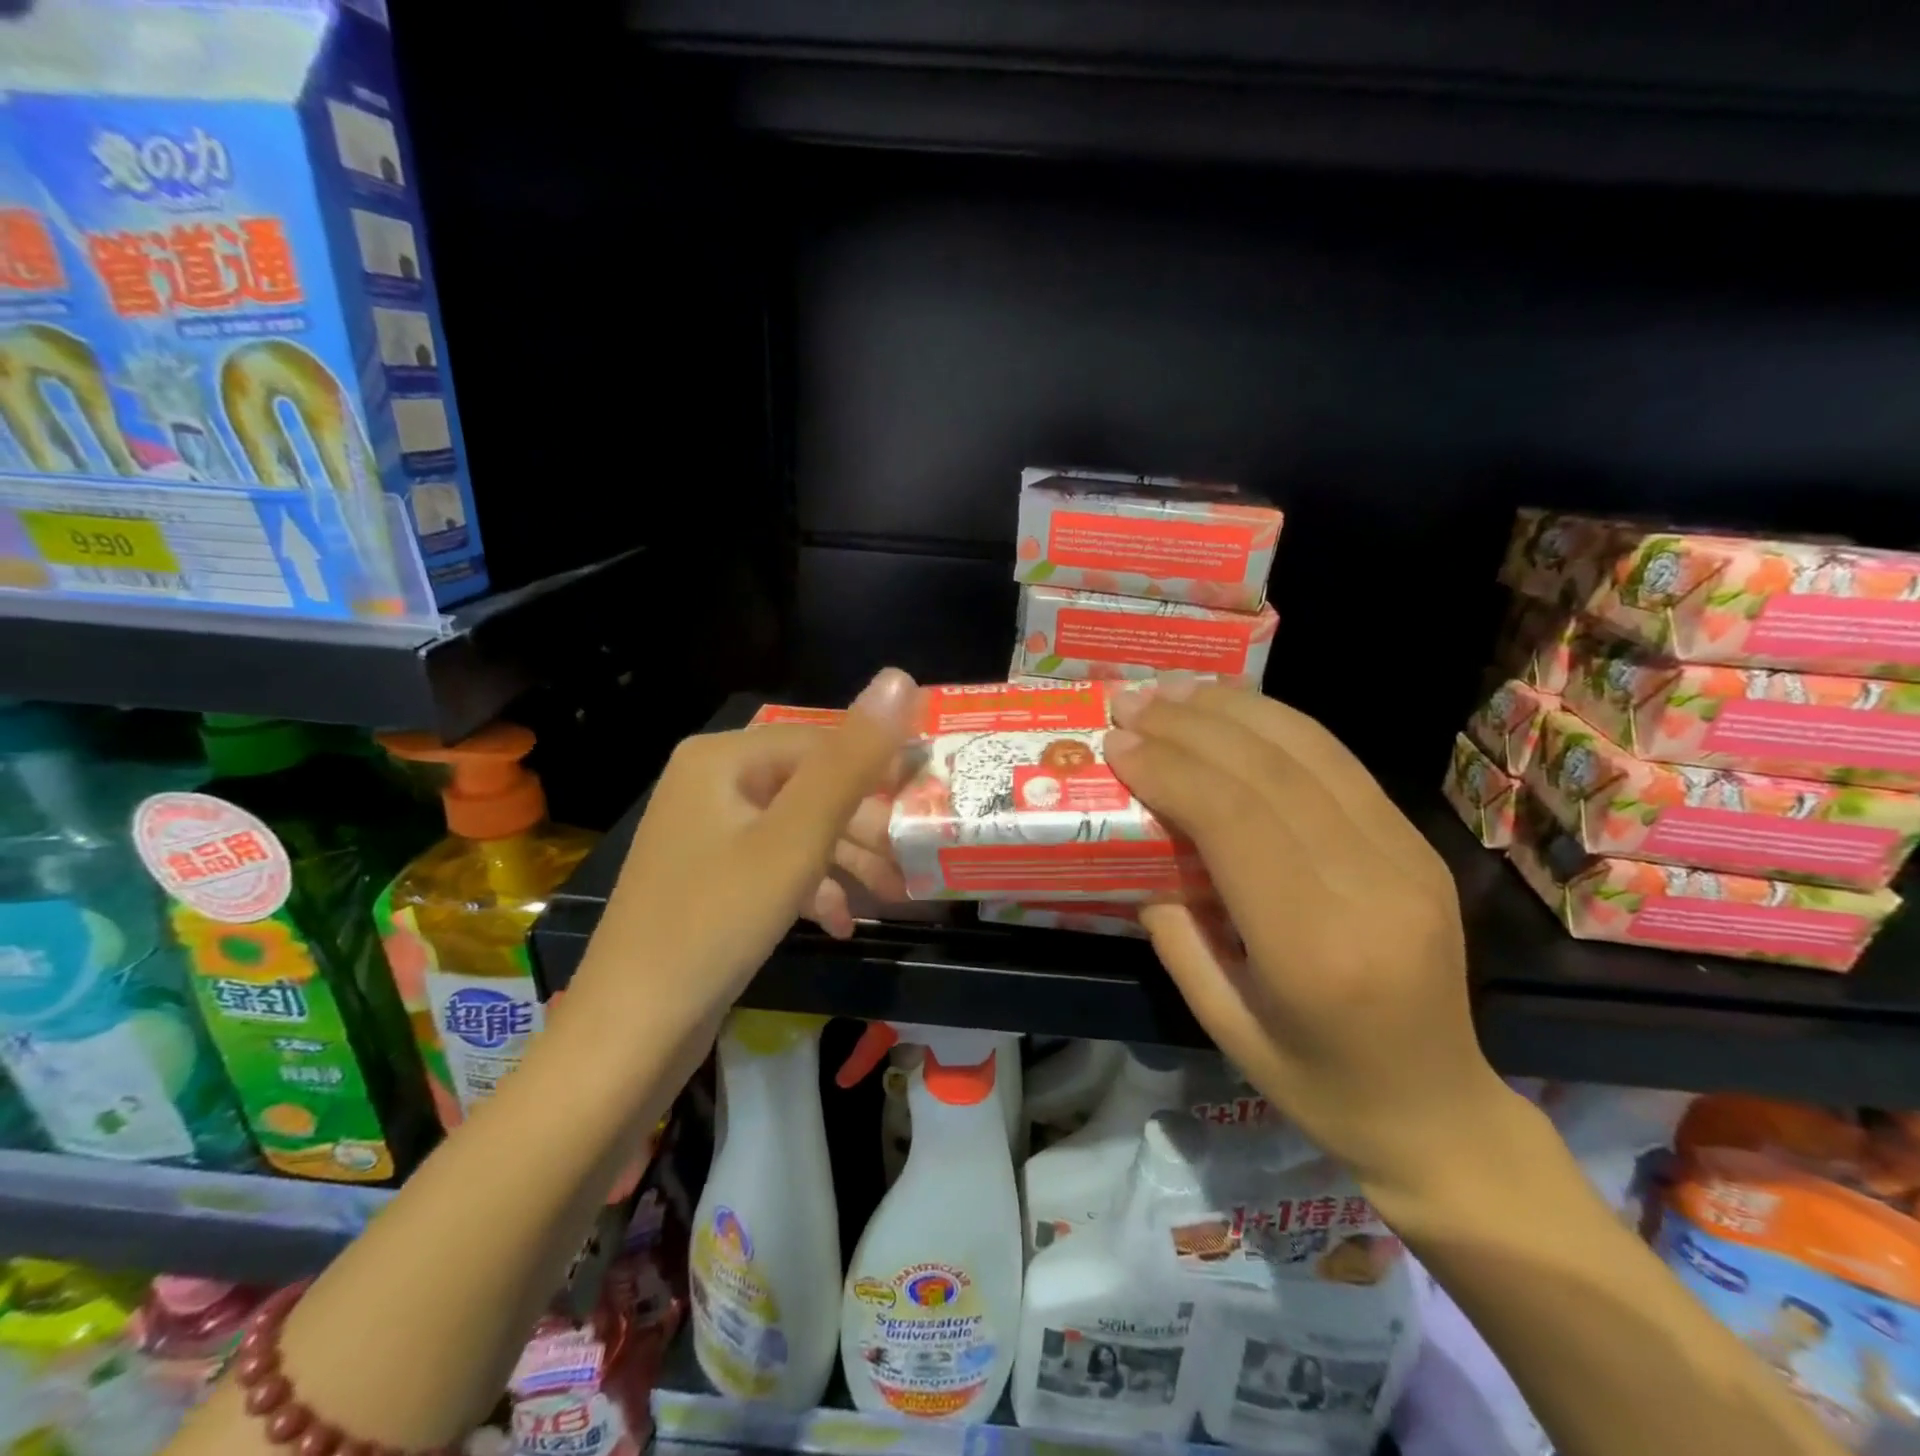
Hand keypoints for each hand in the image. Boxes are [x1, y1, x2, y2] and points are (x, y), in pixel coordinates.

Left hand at [582, 669, 920, 1023]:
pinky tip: (841, 921)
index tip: (928, 802)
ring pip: (795, 828)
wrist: (631, 1032)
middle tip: (911, 860)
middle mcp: (709, 783)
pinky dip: (810, 886)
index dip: (880, 768)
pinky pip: (772, 864)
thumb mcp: (797, 838)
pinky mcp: (707, 877)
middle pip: (809, 787)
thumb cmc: (718, 921)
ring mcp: (704, 832)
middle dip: (864, 826)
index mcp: (723, 758)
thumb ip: (852, 760)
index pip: (822, 741)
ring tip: (892, 894)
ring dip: (845, 860)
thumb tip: (899, 677)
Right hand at [1104, 679, 1511, 1199]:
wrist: (1439, 1108)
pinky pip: (1340, 764)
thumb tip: (1144, 847)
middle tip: (1132, 704)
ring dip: (1234, 709)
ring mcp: (1408, 857)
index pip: (1237, 823)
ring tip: (1174, 690)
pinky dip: (1278, 724)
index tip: (1119, 744)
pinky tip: (1232, 710)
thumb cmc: (1315, 1082)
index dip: (1173, 770)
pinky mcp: (1419, 844)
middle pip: (1272, 774)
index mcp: (1315, 949)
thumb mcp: (1221, 1022)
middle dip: (1191, 727)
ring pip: (1312, 750)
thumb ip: (1174, 931)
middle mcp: (1372, 888)